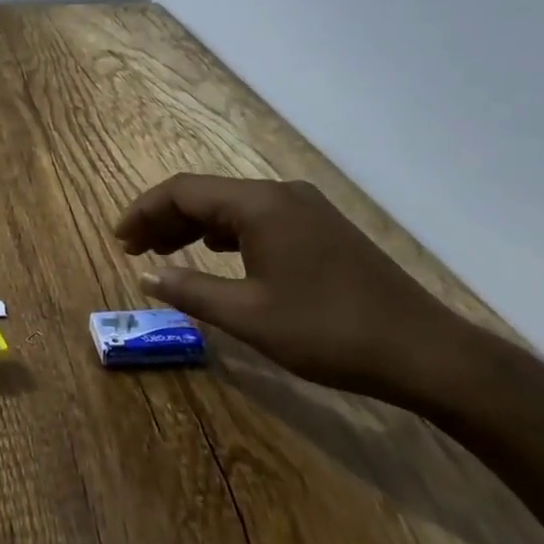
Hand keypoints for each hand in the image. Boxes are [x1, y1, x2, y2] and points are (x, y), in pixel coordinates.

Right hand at [114, 174, 480, 403]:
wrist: (425, 352)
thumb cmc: (328, 332)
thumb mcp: (248, 316)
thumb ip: (190, 290)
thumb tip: (146, 277)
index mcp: (260, 205)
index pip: (183, 191)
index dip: (143, 211)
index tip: (118, 240)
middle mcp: (281, 194)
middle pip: (206, 194)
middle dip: (164, 219)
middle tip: (133, 250)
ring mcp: (306, 210)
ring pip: (232, 207)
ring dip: (193, 227)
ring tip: (163, 253)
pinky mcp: (322, 229)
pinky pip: (258, 219)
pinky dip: (225, 234)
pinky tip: (216, 254)